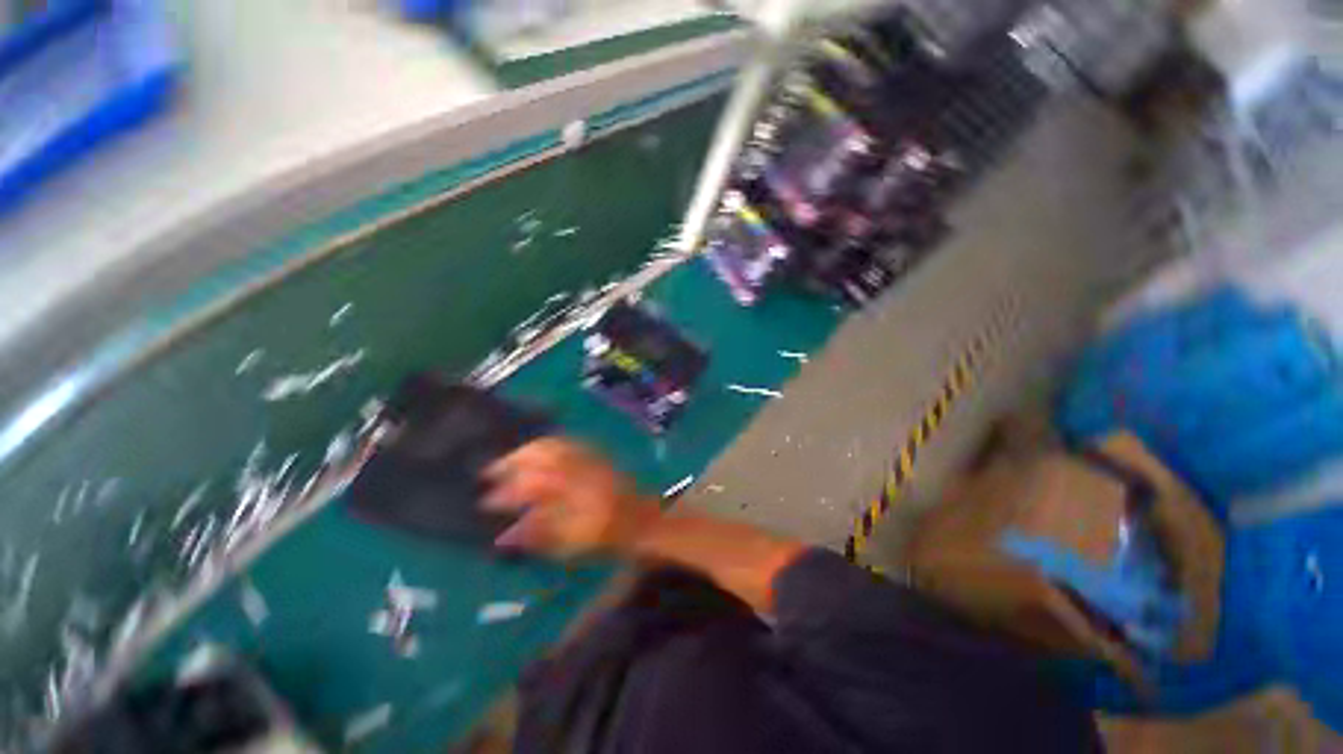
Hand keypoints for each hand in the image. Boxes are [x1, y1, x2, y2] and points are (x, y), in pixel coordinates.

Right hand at [483, 438, 657, 557]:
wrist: (642, 518)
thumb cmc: (609, 537)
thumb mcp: (573, 544)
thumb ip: (538, 535)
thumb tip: (504, 534)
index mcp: (575, 493)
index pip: (533, 486)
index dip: (507, 492)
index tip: (485, 501)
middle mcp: (581, 470)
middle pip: (540, 457)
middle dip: (511, 462)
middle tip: (489, 472)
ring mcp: (589, 459)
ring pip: (552, 445)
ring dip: (525, 451)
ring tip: (507, 460)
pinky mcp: (595, 454)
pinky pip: (566, 443)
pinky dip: (545, 445)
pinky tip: (534, 452)